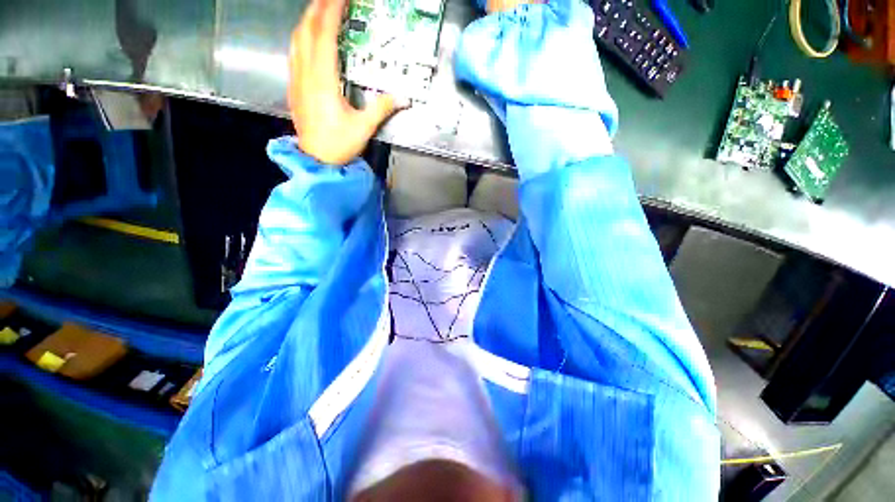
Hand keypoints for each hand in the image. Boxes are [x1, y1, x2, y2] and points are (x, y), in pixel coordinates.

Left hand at [288, 0, 398, 164]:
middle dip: (318, 8)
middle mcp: (305, 73)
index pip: (324, 35)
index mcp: (322, 80)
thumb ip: (382, 108)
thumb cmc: (339, 144)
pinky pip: (294, 52)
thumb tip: (402, 96)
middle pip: (307, 30)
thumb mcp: (364, 127)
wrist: (316, 160)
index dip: (332, 11)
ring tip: (321, 11)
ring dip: (308, 20)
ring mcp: (296, 79)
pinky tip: (308, 37)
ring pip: (297, 39)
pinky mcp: (294, 87)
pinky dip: (302, 37)